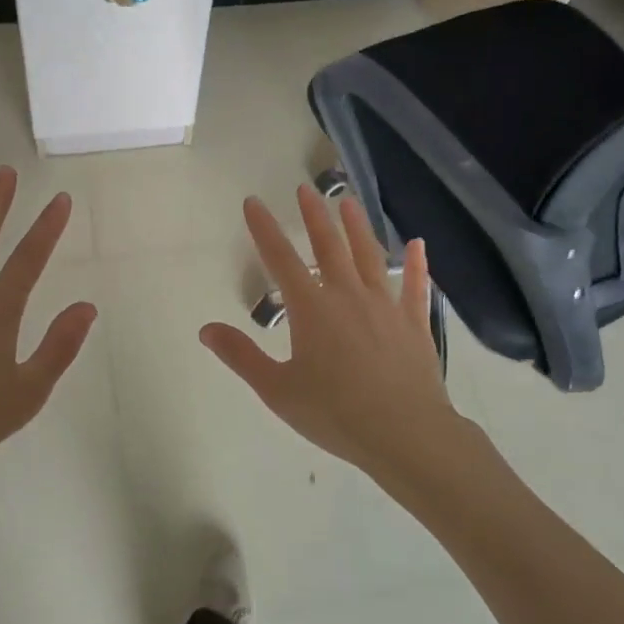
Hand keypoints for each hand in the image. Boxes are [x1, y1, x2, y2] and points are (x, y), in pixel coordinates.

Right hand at [201, 186, 466, 486]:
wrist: (405, 434)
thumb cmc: (335, 413)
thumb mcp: (277, 389)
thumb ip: (241, 356)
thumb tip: (206, 329)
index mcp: (311, 309)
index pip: (280, 259)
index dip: (264, 229)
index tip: (253, 202)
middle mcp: (348, 296)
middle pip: (328, 247)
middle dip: (314, 216)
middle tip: (305, 190)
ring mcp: (385, 306)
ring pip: (369, 257)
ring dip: (357, 227)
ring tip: (349, 202)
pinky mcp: (414, 324)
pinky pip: (415, 287)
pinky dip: (416, 264)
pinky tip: (417, 244)